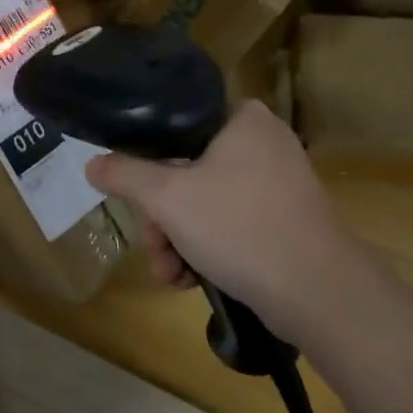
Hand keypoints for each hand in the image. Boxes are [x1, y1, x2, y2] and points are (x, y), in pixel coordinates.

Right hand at [85, 102, 377, 342]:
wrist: (320, 293)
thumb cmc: (240, 227)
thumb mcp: (167, 198)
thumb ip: (124, 174)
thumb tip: (92, 164)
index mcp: (241, 119)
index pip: (174, 125)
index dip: (144, 162)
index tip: (135, 198)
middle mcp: (261, 142)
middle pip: (184, 170)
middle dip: (160, 218)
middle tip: (154, 248)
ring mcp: (276, 182)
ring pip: (203, 202)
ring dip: (177, 239)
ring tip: (170, 274)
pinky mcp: (284, 218)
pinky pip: (229, 222)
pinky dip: (206, 248)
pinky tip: (190, 279)